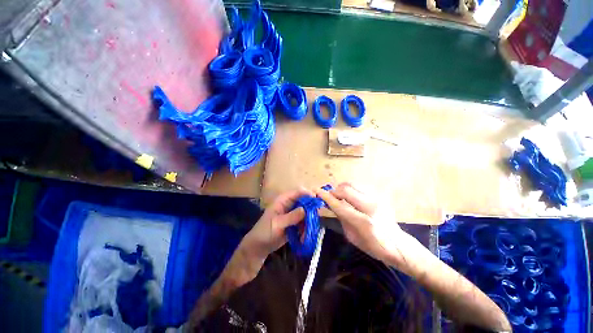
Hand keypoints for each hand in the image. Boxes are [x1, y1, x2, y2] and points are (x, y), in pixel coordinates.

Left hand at [240, 187, 314, 262]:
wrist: (259, 246)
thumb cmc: (265, 231)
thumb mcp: (277, 224)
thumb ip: (291, 217)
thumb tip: (305, 209)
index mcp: (283, 200)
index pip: (297, 192)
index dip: (307, 193)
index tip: (316, 199)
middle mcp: (290, 205)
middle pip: (304, 202)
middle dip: (311, 209)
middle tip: (316, 217)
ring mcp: (293, 214)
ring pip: (306, 213)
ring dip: (309, 221)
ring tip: (308, 231)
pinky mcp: (295, 223)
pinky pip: (305, 222)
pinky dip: (306, 228)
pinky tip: (303, 237)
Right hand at [314, 183, 419, 271]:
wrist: (398, 245)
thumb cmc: (373, 247)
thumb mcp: (352, 237)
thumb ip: (341, 218)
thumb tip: (331, 205)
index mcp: (364, 222)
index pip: (339, 205)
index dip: (326, 197)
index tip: (316, 191)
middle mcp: (371, 207)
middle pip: (346, 189)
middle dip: (333, 191)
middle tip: (328, 196)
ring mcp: (377, 199)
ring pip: (352, 185)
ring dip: (341, 188)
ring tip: (338, 196)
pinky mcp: (379, 196)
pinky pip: (359, 187)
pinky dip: (350, 189)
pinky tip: (349, 197)